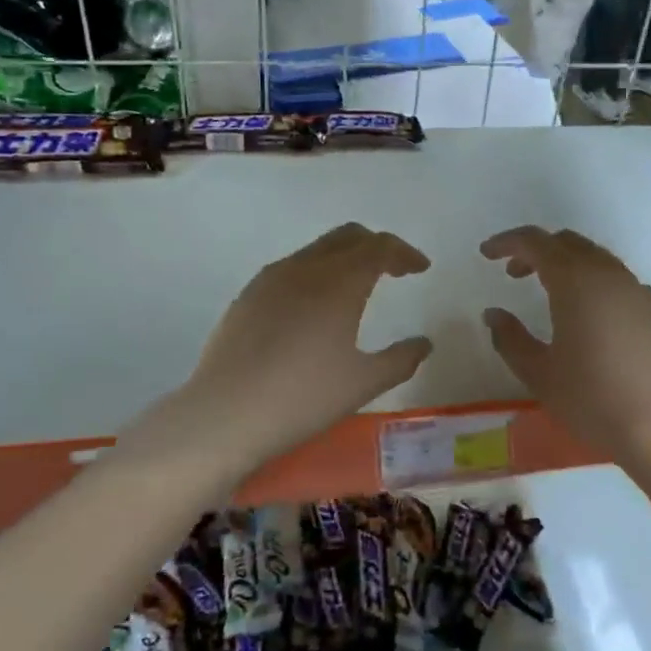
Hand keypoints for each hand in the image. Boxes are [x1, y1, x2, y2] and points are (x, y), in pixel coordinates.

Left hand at [185, 224, 431, 466]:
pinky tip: (314, 307)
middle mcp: (306, 268)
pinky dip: (316, 273)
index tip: (421, 268)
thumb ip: (401, 359)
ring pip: (317, 250)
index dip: (405, 253)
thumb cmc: (304, 397)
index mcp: (340, 282)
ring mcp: (271, 278)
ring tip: (357, 288)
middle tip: (394, 271)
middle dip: (376, 246)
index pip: (380, 247)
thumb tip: (424, 344)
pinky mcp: (248, 295)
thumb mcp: (363, 383)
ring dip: (344, 258)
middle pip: (348, 236)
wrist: (226, 414)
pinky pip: (291, 268)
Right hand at [480, 226, 650, 463]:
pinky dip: (593, 280)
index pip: (535, 242)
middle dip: (536, 250)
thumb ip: (510, 338)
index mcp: (575, 281)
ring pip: (595, 256)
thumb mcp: (538, 372)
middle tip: (513, 274)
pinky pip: (617, 278)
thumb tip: (494, 314)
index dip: (507, 242)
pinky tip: (588, 312)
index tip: (486, 253)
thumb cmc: (590, 398)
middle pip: (567, 242)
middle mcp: (607, 274)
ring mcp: (635, 289)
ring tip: (549, 291)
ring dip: (566, 262)